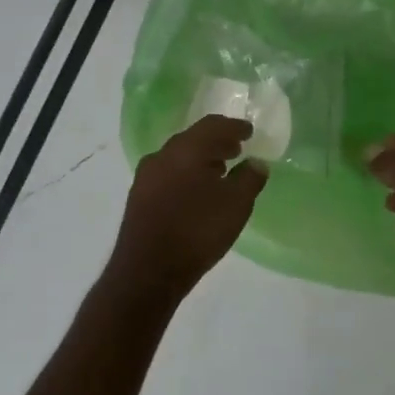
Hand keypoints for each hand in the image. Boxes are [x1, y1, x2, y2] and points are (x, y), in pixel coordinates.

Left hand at [107, 115, 267, 301]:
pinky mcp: (138, 197)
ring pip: (178, 157)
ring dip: (200, 159)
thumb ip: (250, 178)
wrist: (148, 269)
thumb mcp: (236, 204)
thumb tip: (256, 163)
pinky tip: (197, 191)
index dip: (234, 127)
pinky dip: (186, 174)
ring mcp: (146, 176)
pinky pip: (168, 174)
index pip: (213, 125)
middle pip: (193, 139)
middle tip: (236, 149)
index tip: (249, 132)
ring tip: (220, 171)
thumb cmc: (197, 231)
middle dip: (216, 142)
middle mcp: (162, 155)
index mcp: (186, 149)